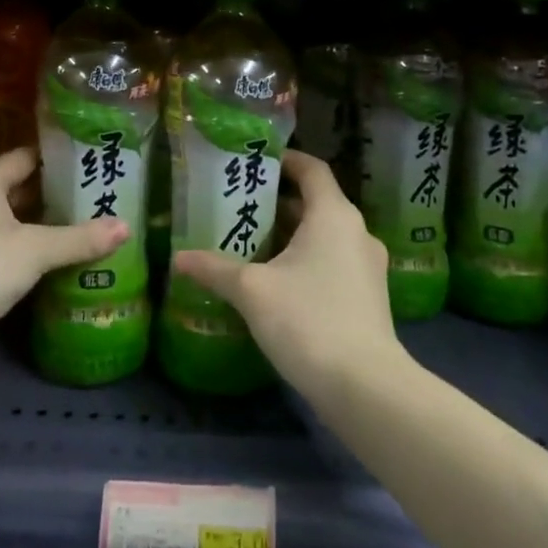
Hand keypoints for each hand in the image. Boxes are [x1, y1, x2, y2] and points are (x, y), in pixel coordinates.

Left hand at [0, 146, 127, 377]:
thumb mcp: (34, 250)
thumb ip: (80, 238)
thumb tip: (127, 227)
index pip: (27, 157)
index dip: (60, 158)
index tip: (94, 161)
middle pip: (23, 190)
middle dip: (60, 195)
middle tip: (103, 195)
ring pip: (17, 224)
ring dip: (48, 228)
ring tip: (94, 225)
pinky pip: (9, 252)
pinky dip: (34, 254)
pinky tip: (66, 260)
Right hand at [172, 151, 400, 401]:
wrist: (364, 387)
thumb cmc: (307, 319)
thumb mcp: (251, 290)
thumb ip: (215, 269)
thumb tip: (178, 257)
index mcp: (333, 215)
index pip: (313, 169)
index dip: (286, 160)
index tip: (257, 162)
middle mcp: (356, 232)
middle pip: (317, 203)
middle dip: (279, 203)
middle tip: (240, 206)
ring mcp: (367, 267)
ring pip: (324, 236)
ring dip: (292, 236)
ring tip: (251, 244)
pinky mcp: (368, 297)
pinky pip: (333, 263)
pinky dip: (306, 261)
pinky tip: (276, 283)